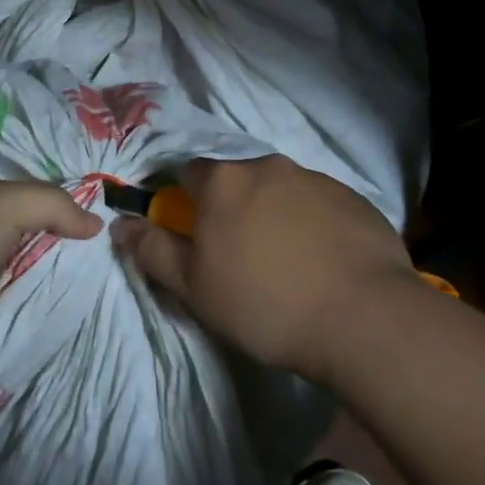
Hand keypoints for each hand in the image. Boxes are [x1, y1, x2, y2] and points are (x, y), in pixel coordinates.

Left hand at [0, 174, 101, 370]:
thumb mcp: (4, 203)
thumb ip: (52, 205)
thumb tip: (96, 223)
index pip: (35, 202)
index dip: (67, 212)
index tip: (107, 228)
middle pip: (37, 242)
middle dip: (68, 253)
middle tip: (116, 265)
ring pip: (32, 279)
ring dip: (59, 287)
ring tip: (108, 294)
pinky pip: (21, 316)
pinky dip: (43, 318)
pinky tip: (80, 321)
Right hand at [113, 156, 424, 382]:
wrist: (363, 318)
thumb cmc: (264, 303)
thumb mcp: (193, 287)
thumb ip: (152, 250)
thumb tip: (121, 225)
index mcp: (224, 181)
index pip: (189, 173)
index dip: (187, 202)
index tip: (196, 235)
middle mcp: (269, 166)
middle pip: (237, 179)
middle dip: (233, 207)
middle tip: (241, 255)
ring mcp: (316, 179)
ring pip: (279, 190)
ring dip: (274, 214)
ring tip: (287, 263)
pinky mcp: (354, 199)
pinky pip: (319, 204)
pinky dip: (312, 224)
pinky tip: (322, 263)